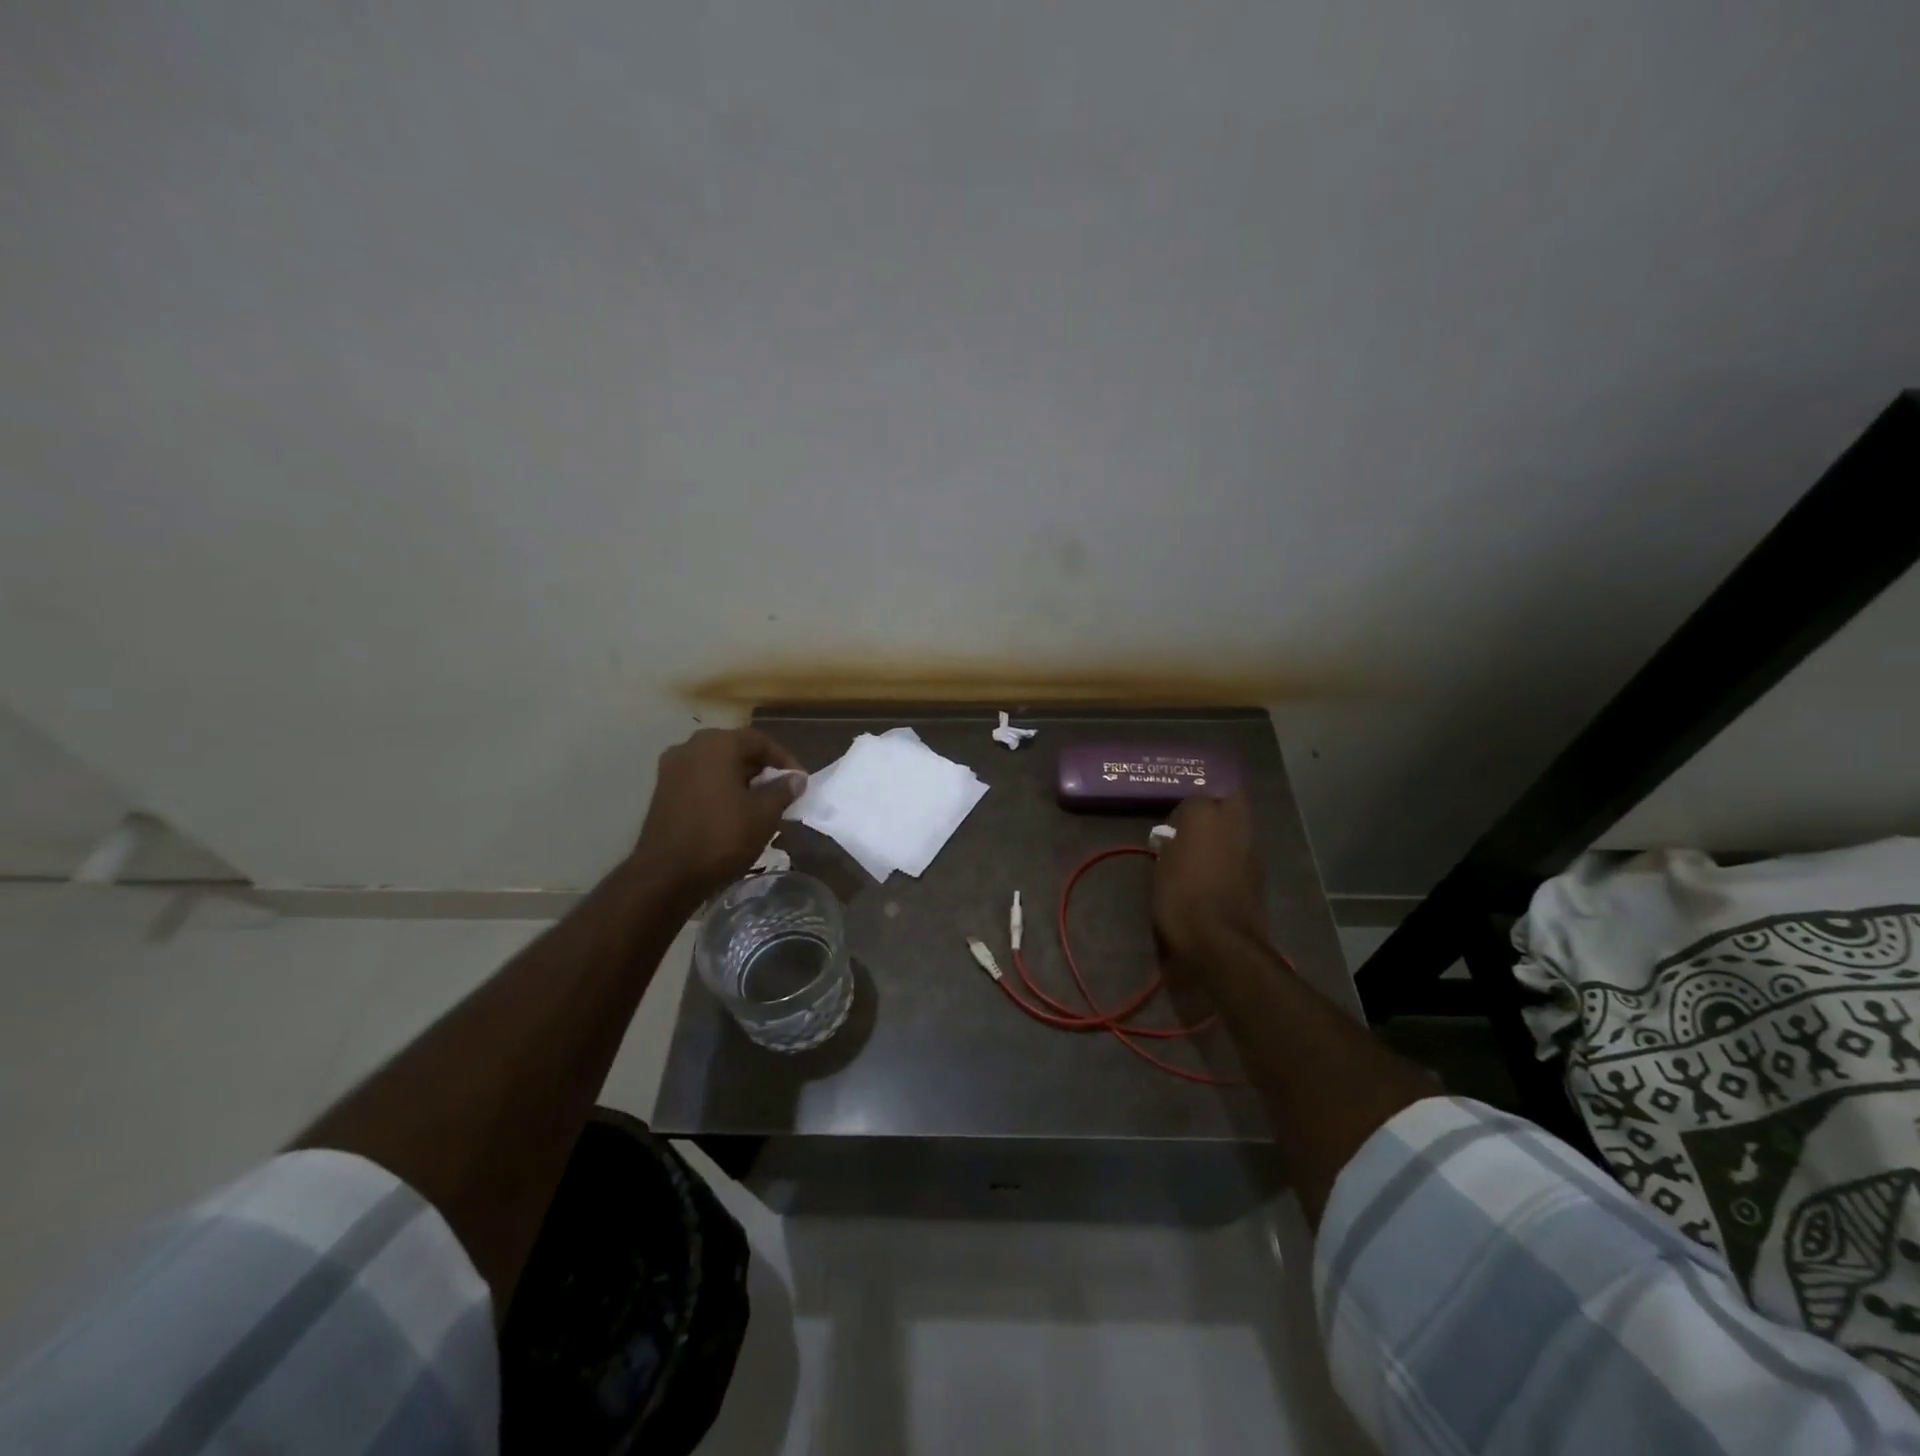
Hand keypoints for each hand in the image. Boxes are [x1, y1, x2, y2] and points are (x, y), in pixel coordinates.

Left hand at [632, 728, 806, 905]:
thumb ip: (783, 790)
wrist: (666, 875)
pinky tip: (734, 813)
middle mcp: (690, 747)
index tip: (801, 782)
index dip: (785, 760)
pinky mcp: (663, 792)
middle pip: (736, 750)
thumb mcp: (764, 814)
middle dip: (762, 770)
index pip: (760, 740)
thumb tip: (796, 778)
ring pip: (717, 766)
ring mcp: (672, 769)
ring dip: (742, 781)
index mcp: (717, 744)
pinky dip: (721, 790)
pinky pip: (701, 781)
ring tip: (762, 805)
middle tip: (783, 792)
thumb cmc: (722, 837)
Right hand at [1151, 793, 1269, 973]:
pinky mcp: (1258, 877)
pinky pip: (1243, 854)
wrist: (1219, 943)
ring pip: (1240, 828)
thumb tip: (1173, 837)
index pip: (1200, 795)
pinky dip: (1231, 857)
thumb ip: (1170, 843)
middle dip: (1216, 807)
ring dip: (1225, 833)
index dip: (1188, 806)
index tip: (1174, 820)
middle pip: (1232, 801)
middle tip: (1192, 823)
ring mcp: (1251, 851)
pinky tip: (1212, 871)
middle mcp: (1235, 826)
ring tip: (1201, 848)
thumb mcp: (1162, 866)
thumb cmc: (1181, 898)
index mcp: (1205, 817)